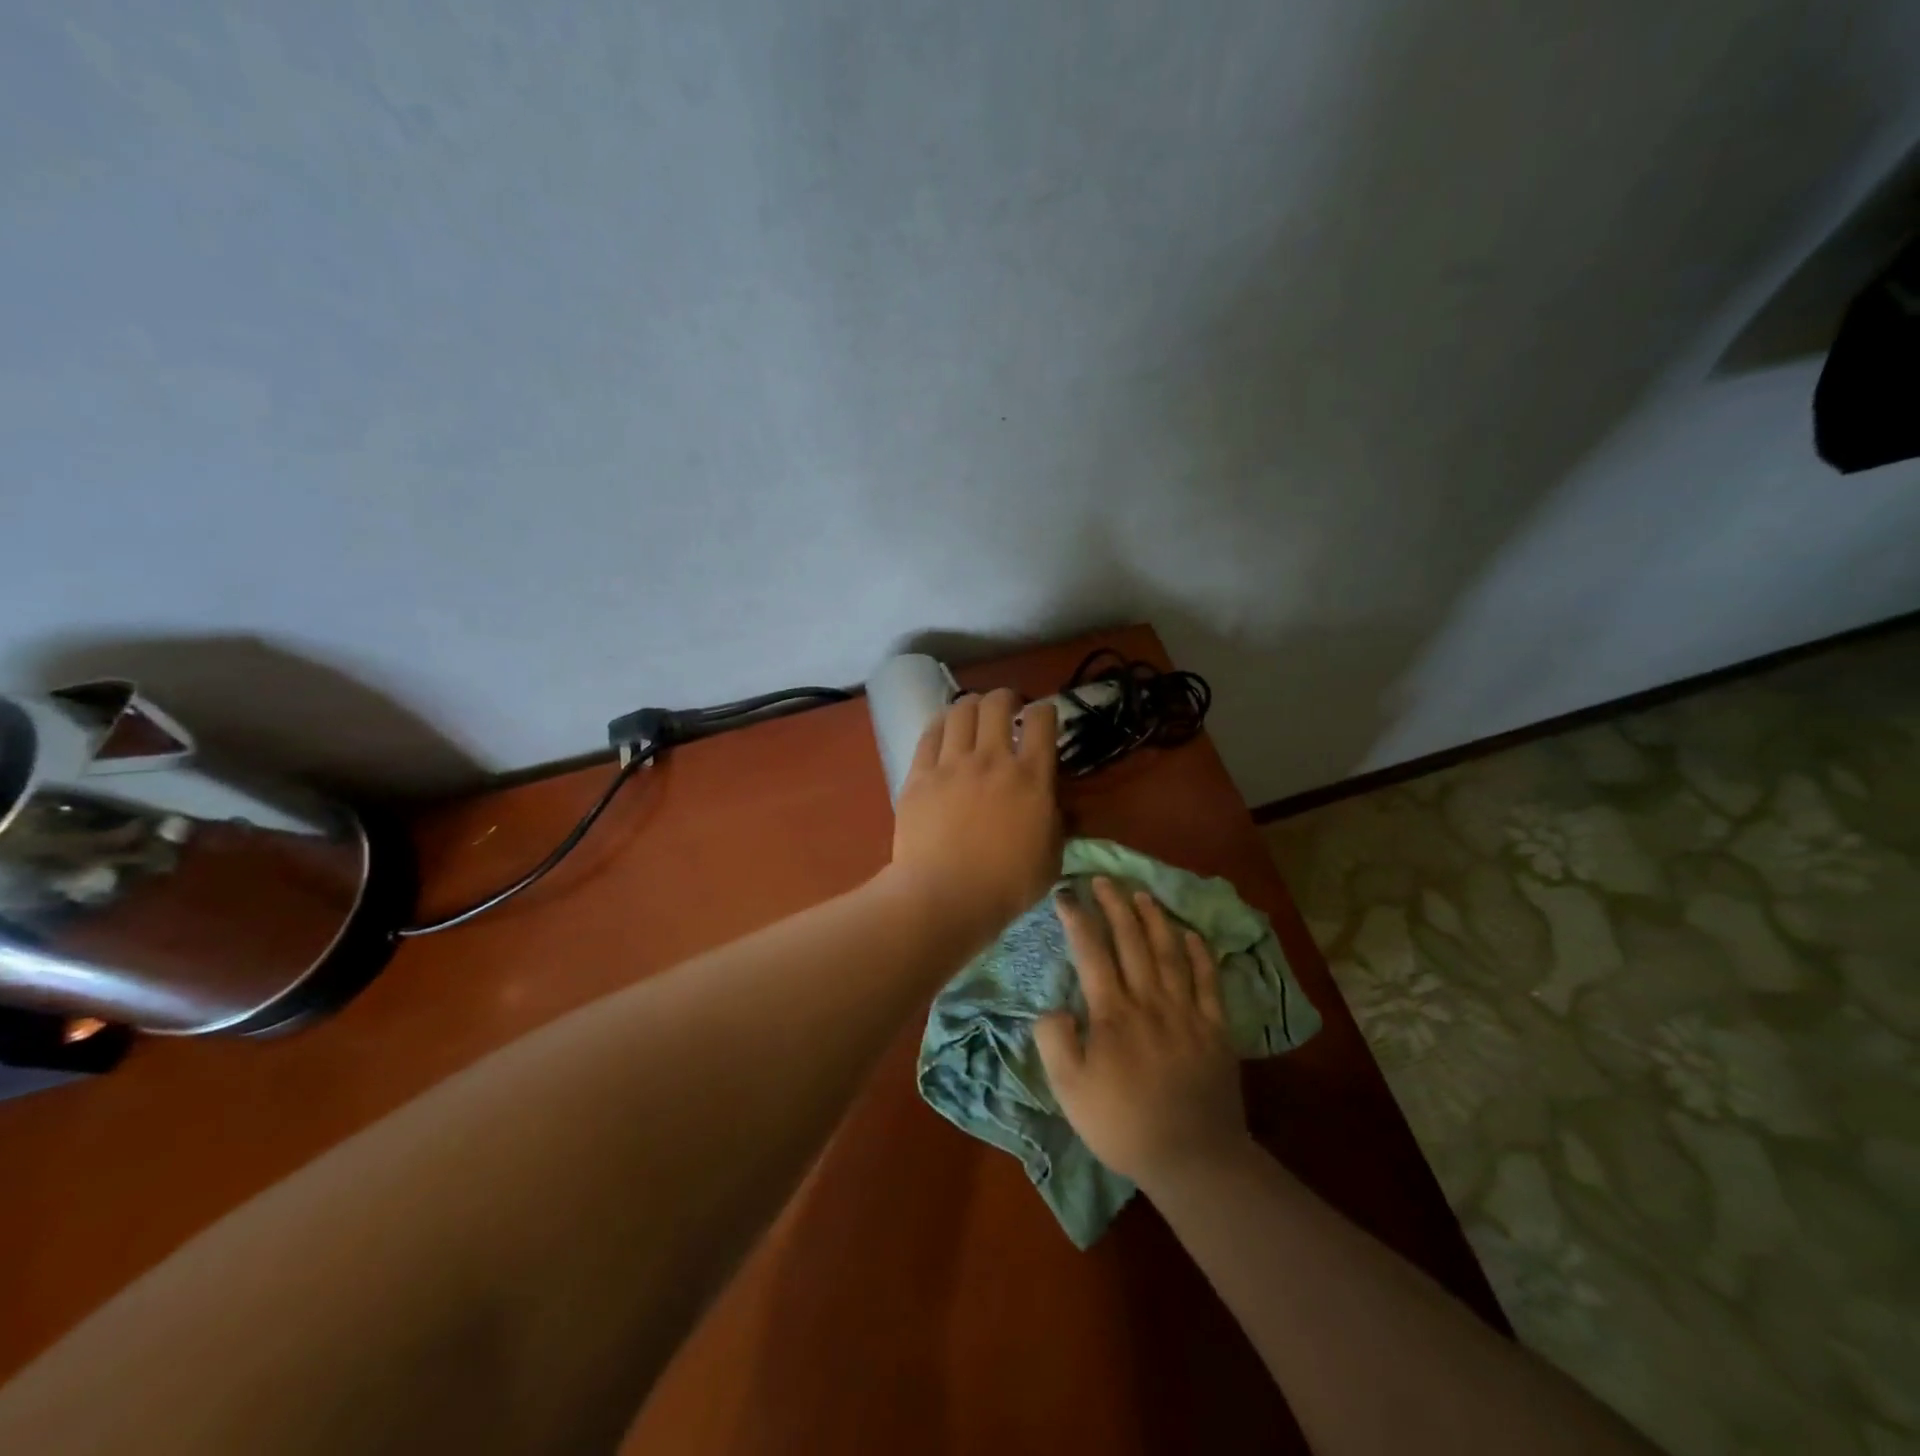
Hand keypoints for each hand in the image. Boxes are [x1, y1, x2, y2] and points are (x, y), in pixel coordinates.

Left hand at [888, 690, 1061, 943]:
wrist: (944, 897)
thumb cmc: (1006, 886)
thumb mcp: (1051, 859)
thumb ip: (1057, 824)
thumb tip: (1059, 806)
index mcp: (1031, 777)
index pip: (1041, 720)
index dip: (1044, 710)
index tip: (1042, 717)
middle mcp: (992, 759)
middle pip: (997, 703)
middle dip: (1006, 698)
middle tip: (1007, 708)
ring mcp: (951, 764)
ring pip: (961, 710)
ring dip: (972, 705)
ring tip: (974, 714)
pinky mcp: (919, 775)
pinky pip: (929, 734)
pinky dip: (940, 724)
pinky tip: (944, 729)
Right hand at [1035, 878, 1249, 1188]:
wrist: (1192, 1158)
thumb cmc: (1123, 1124)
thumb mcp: (1069, 1091)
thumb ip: (1055, 1041)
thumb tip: (1056, 1006)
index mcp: (1113, 1013)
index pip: (1091, 952)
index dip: (1077, 917)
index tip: (1065, 893)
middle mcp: (1150, 1001)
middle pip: (1132, 940)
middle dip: (1115, 904)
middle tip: (1104, 879)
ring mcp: (1187, 1011)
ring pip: (1170, 951)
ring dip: (1155, 918)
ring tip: (1142, 894)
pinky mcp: (1215, 1027)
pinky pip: (1209, 980)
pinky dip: (1200, 953)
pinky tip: (1191, 934)